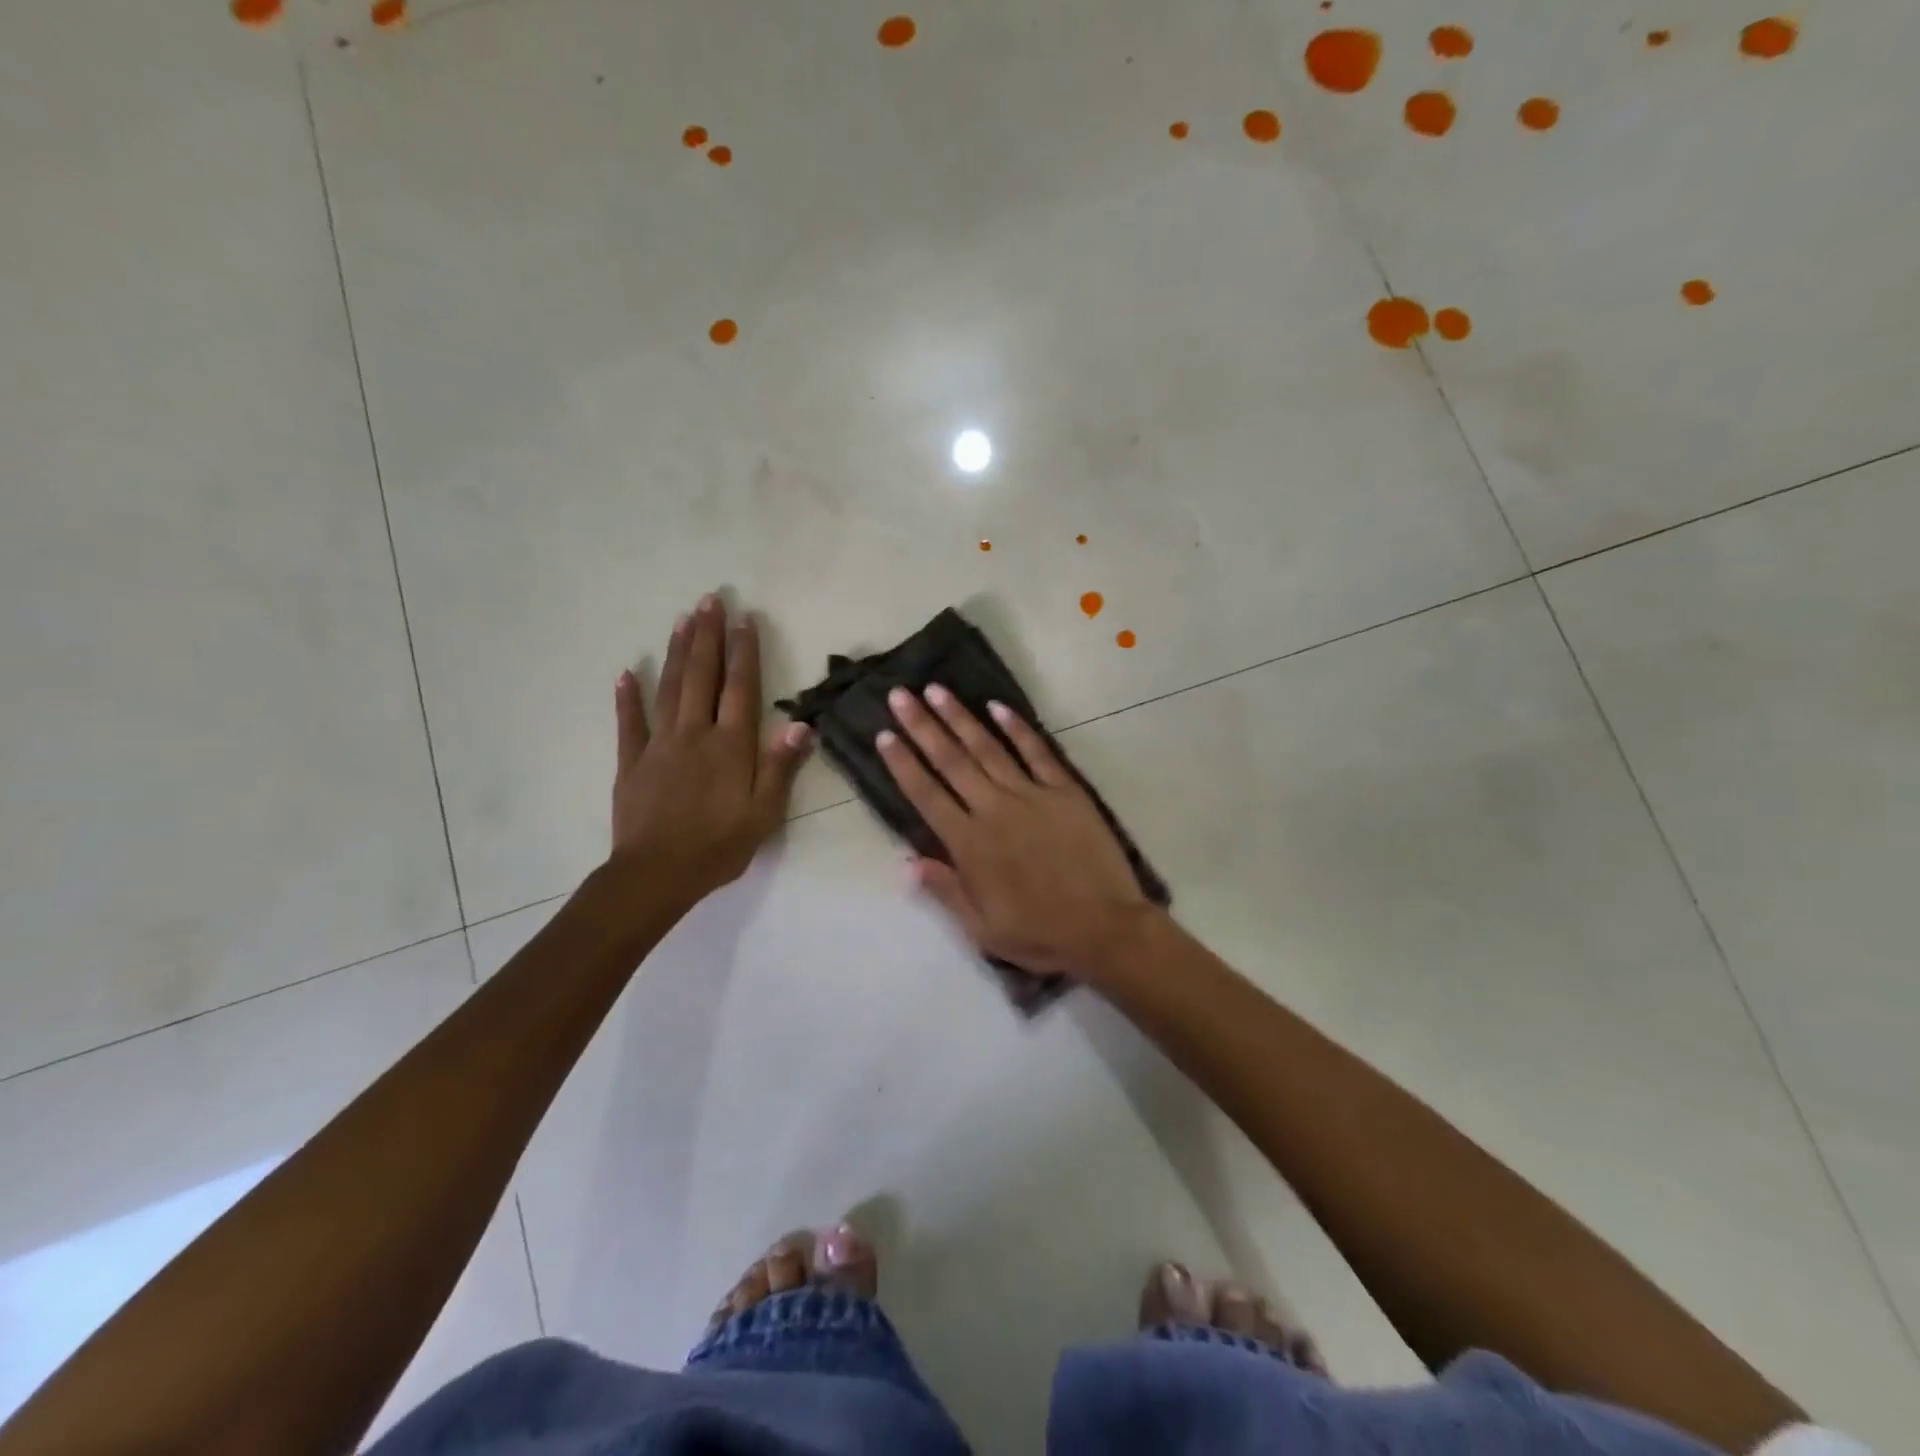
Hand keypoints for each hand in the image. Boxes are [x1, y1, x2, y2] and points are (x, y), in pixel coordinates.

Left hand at [611, 595, 811, 906]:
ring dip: (676, 652)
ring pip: (669, 689)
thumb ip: (780, 766)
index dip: (743, 652)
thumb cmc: (718, 846)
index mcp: (730, 746)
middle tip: (710, 600)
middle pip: (702, 676)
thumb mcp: (763, 813)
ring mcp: (659, 745)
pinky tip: (626, 673)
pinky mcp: (631, 762)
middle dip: (707, 636)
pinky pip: (629, 723)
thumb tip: (802, 724)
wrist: (656, 875)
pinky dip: (627, 697)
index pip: (740, 688)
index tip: (745, 619)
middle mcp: (695, 734)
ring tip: (682, 620)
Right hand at [876, 685, 1154, 979]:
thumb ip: (945, 890)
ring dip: (960, 718)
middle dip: (922, 726)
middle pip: (951, 761)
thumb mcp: (982, 928)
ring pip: (987, 748)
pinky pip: (1037, 752)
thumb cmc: (1039, 933)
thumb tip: (908, 862)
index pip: (926, 794)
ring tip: (936, 690)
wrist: (1105, 928)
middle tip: (900, 695)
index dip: (903, 763)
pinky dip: (1016, 728)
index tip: (884, 735)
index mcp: (969, 844)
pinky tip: (997, 706)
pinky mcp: (1064, 791)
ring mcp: (1031, 795)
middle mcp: (993, 810)